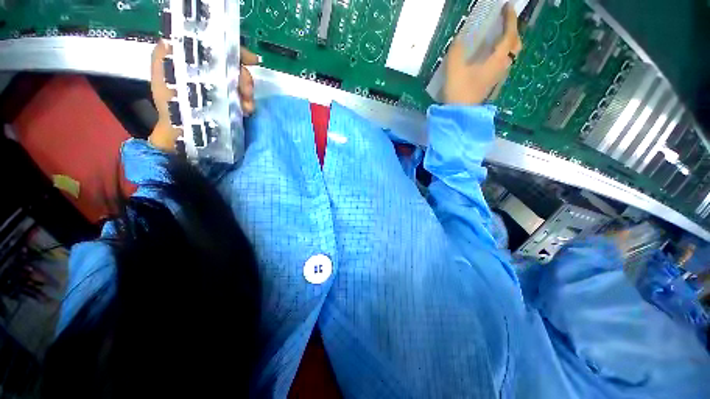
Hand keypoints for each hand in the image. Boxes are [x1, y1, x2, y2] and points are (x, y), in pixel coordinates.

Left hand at [148, 41, 260, 150]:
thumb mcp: (161, 74)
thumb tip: (181, 40)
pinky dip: (248, 102)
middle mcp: (211, 70)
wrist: (183, 133)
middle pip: (235, 65)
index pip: (219, 46)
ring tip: (247, 106)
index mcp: (195, 60)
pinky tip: (247, 110)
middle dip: (244, 77)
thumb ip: (165, 53)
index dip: (235, 51)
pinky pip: (244, 98)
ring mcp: (223, 87)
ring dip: (248, 92)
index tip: (252, 61)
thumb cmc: (170, 104)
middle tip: (247, 91)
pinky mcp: (230, 102)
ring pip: (242, 82)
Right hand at [444, 2, 522, 104]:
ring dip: (508, 43)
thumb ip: (457, 50)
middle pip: (515, 45)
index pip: (509, 35)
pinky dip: (501, 53)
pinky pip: (503, 63)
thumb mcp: (454, 68)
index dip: (510, 19)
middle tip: (504, 23)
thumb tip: (460, 38)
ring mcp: (498, 77)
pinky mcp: (492, 83)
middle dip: (513, 31)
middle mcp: (502, 67)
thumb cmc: (459, 91)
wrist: (460, 114)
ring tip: (497, 36)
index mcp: (496, 60)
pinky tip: (490, 54)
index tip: (508, 7)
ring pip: (510, 55)